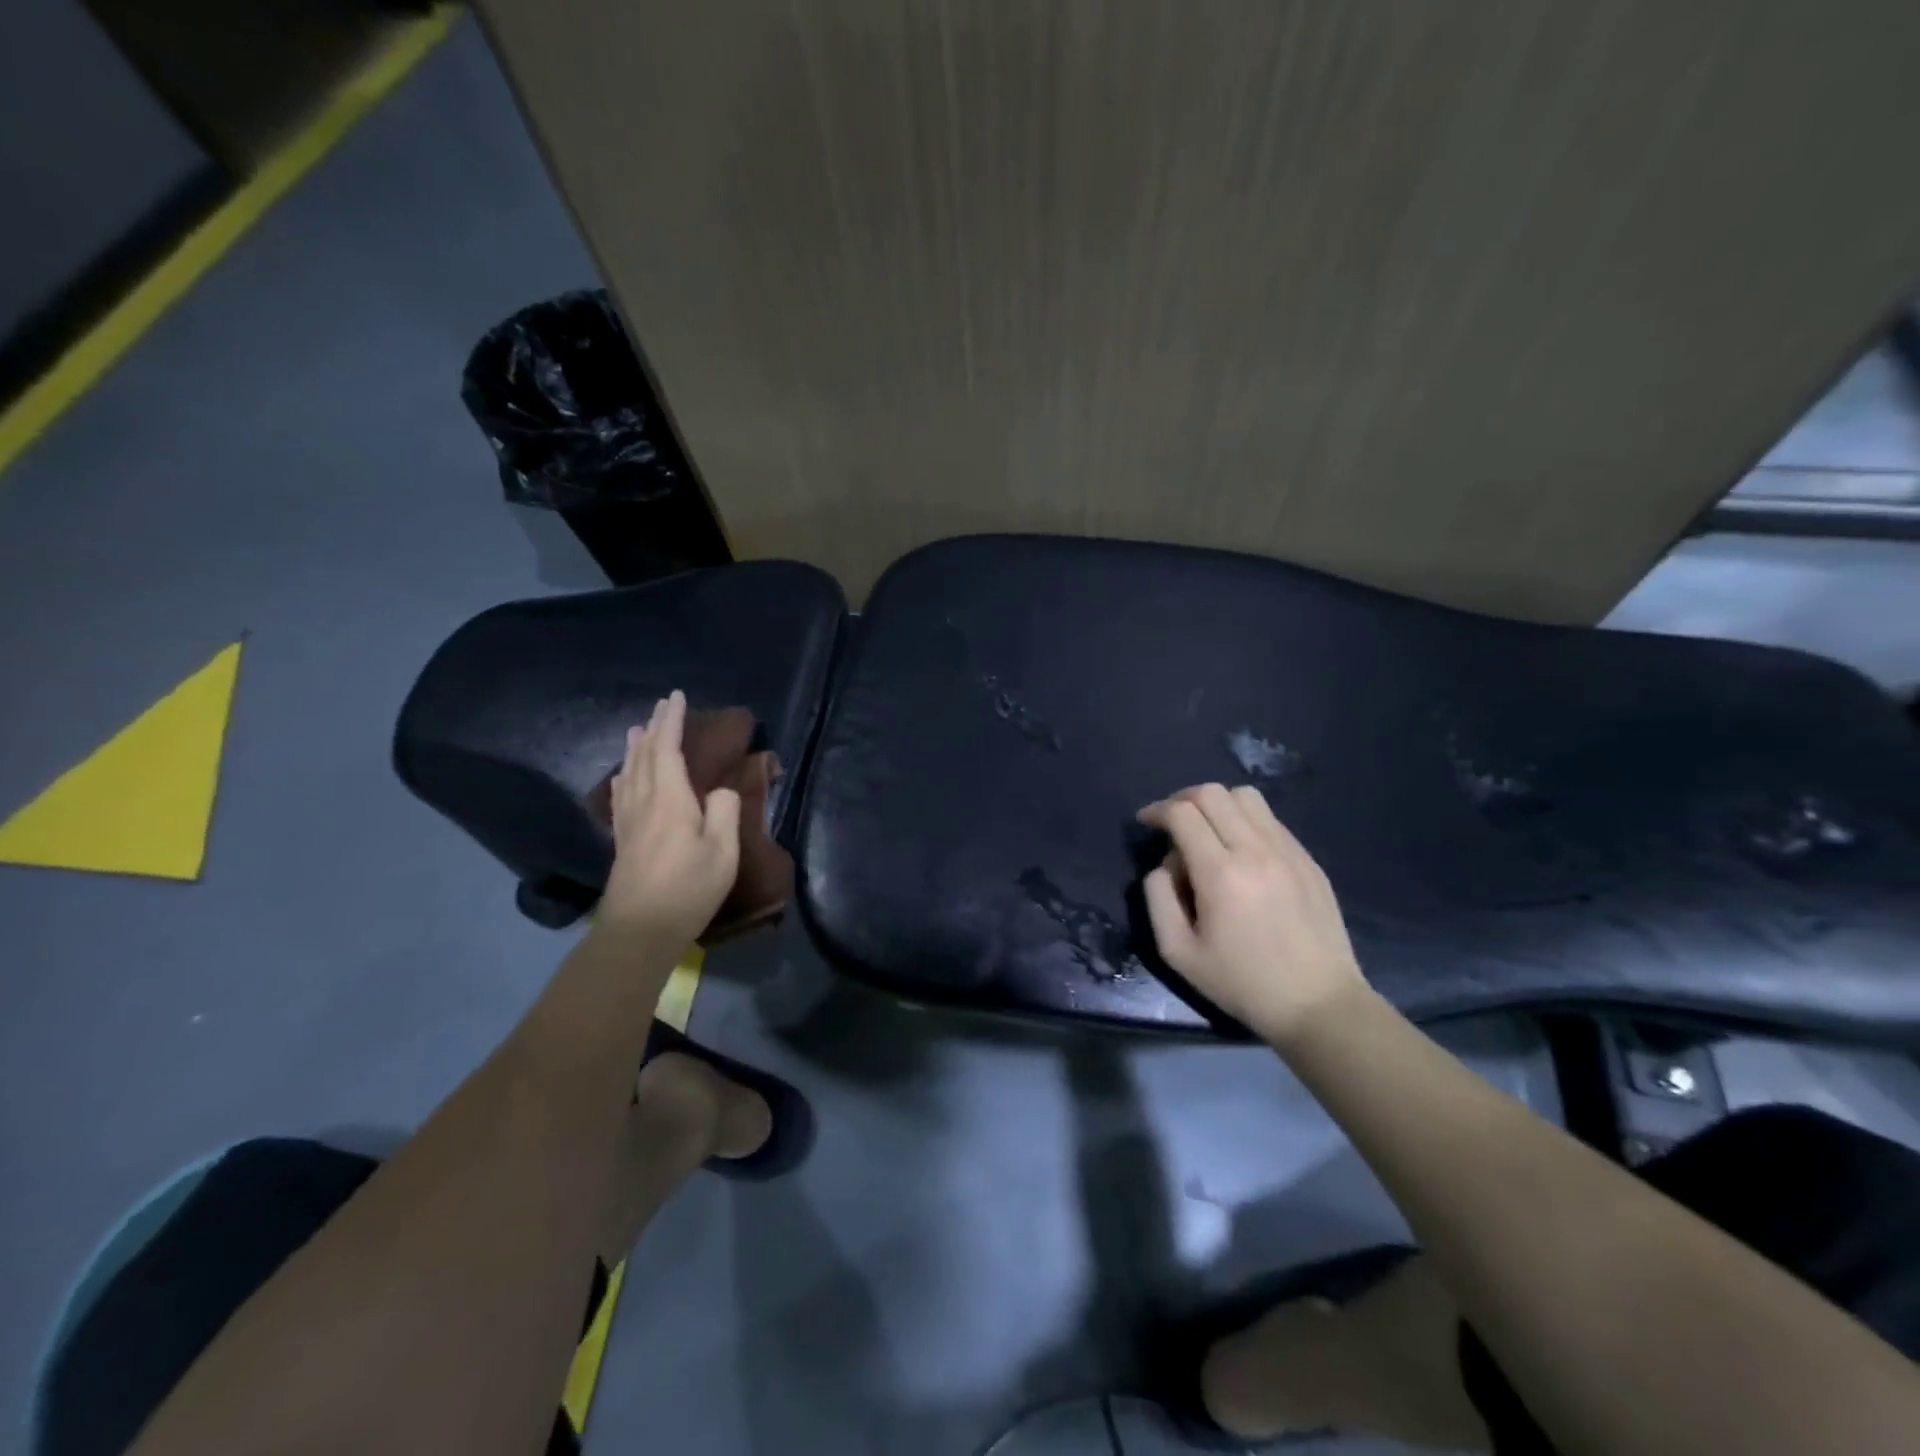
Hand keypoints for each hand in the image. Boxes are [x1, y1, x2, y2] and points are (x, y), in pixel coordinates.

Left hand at [597, 691, 740, 945]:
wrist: (639, 930)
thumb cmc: (688, 889)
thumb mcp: (722, 852)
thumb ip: (725, 813)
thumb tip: (721, 791)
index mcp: (670, 800)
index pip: (668, 749)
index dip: (672, 722)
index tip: (676, 697)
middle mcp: (644, 802)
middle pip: (644, 756)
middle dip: (654, 728)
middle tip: (660, 706)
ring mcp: (629, 821)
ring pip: (629, 772)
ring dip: (636, 748)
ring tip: (638, 729)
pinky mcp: (622, 839)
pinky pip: (622, 793)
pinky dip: (625, 775)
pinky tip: (624, 776)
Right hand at [1137, 784, 1369, 1047]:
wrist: (1319, 1004)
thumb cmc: (1242, 982)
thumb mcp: (1178, 952)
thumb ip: (1158, 898)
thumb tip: (1164, 865)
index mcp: (1221, 874)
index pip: (1183, 813)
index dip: (1157, 810)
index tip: (1146, 822)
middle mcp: (1256, 851)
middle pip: (1213, 793)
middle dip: (1183, 799)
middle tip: (1172, 823)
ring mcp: (1288, 851)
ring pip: (1245, 797)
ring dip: (1217, 804)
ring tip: (1207, 831)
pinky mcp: (1308, 859)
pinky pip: (1270, 820)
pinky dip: (1245, 821)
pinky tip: (1240, 852)